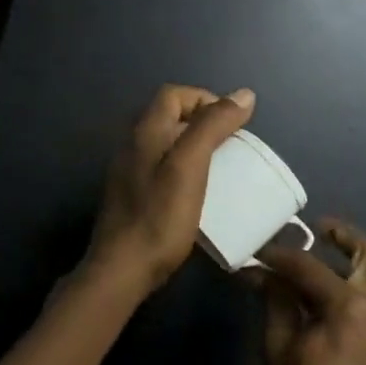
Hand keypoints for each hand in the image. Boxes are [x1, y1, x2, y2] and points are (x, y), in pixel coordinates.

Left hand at [83, 84, 256, 293]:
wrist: (122, 271)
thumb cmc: (159, 217)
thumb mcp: (190, 166)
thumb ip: (213, 127)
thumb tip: (243, 94)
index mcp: (145, 132)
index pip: (174, 95)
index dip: (205, 99)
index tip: (232, 123)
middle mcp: (133, 146)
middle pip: (169, 117)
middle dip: (202, 123)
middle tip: (232, 146)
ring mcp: (129, 173)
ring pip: (166, 144)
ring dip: (194, 147)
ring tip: (221, 168)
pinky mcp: (132, 197)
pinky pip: (161, 169)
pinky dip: (183, 170)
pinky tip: (198, 193)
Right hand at [250, 220, 365, 364]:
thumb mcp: (279, 348)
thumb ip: (276, 302)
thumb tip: (263, 273)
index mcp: (349, 306)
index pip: (309, 266)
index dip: (279, 256)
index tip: (257, 252)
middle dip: (342, 237)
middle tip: (313, 230)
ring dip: (348, 258)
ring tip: (313, 255)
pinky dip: (351, 280)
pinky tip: (319, 287)